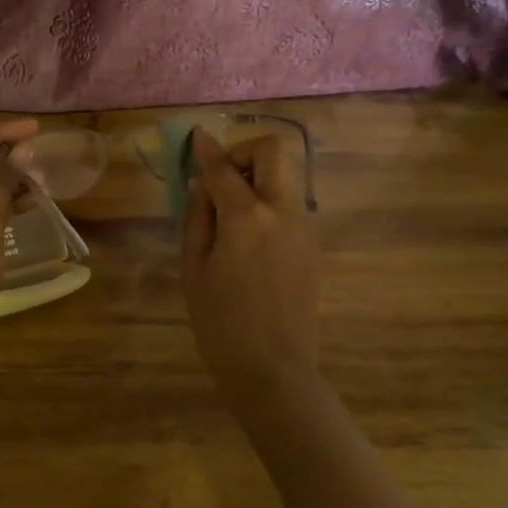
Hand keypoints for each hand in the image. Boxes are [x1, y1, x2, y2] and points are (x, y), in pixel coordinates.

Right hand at [181, 131, 319, 394]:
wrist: (273, 369)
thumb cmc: (220, 322)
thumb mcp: (194, 267)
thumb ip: (197, 217)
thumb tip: (203, 183)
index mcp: (247, 218)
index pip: (223, 168)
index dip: (206, 150)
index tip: (196, 138)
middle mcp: (283, 212)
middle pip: (274, 151)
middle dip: (245, 152)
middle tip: (222, 178)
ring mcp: (305, 227)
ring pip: (286, 176)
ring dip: (259, 177)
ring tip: (231, 211)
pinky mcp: (313, 245)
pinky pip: (290, 204)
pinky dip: (269, 202)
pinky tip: (249, 237)